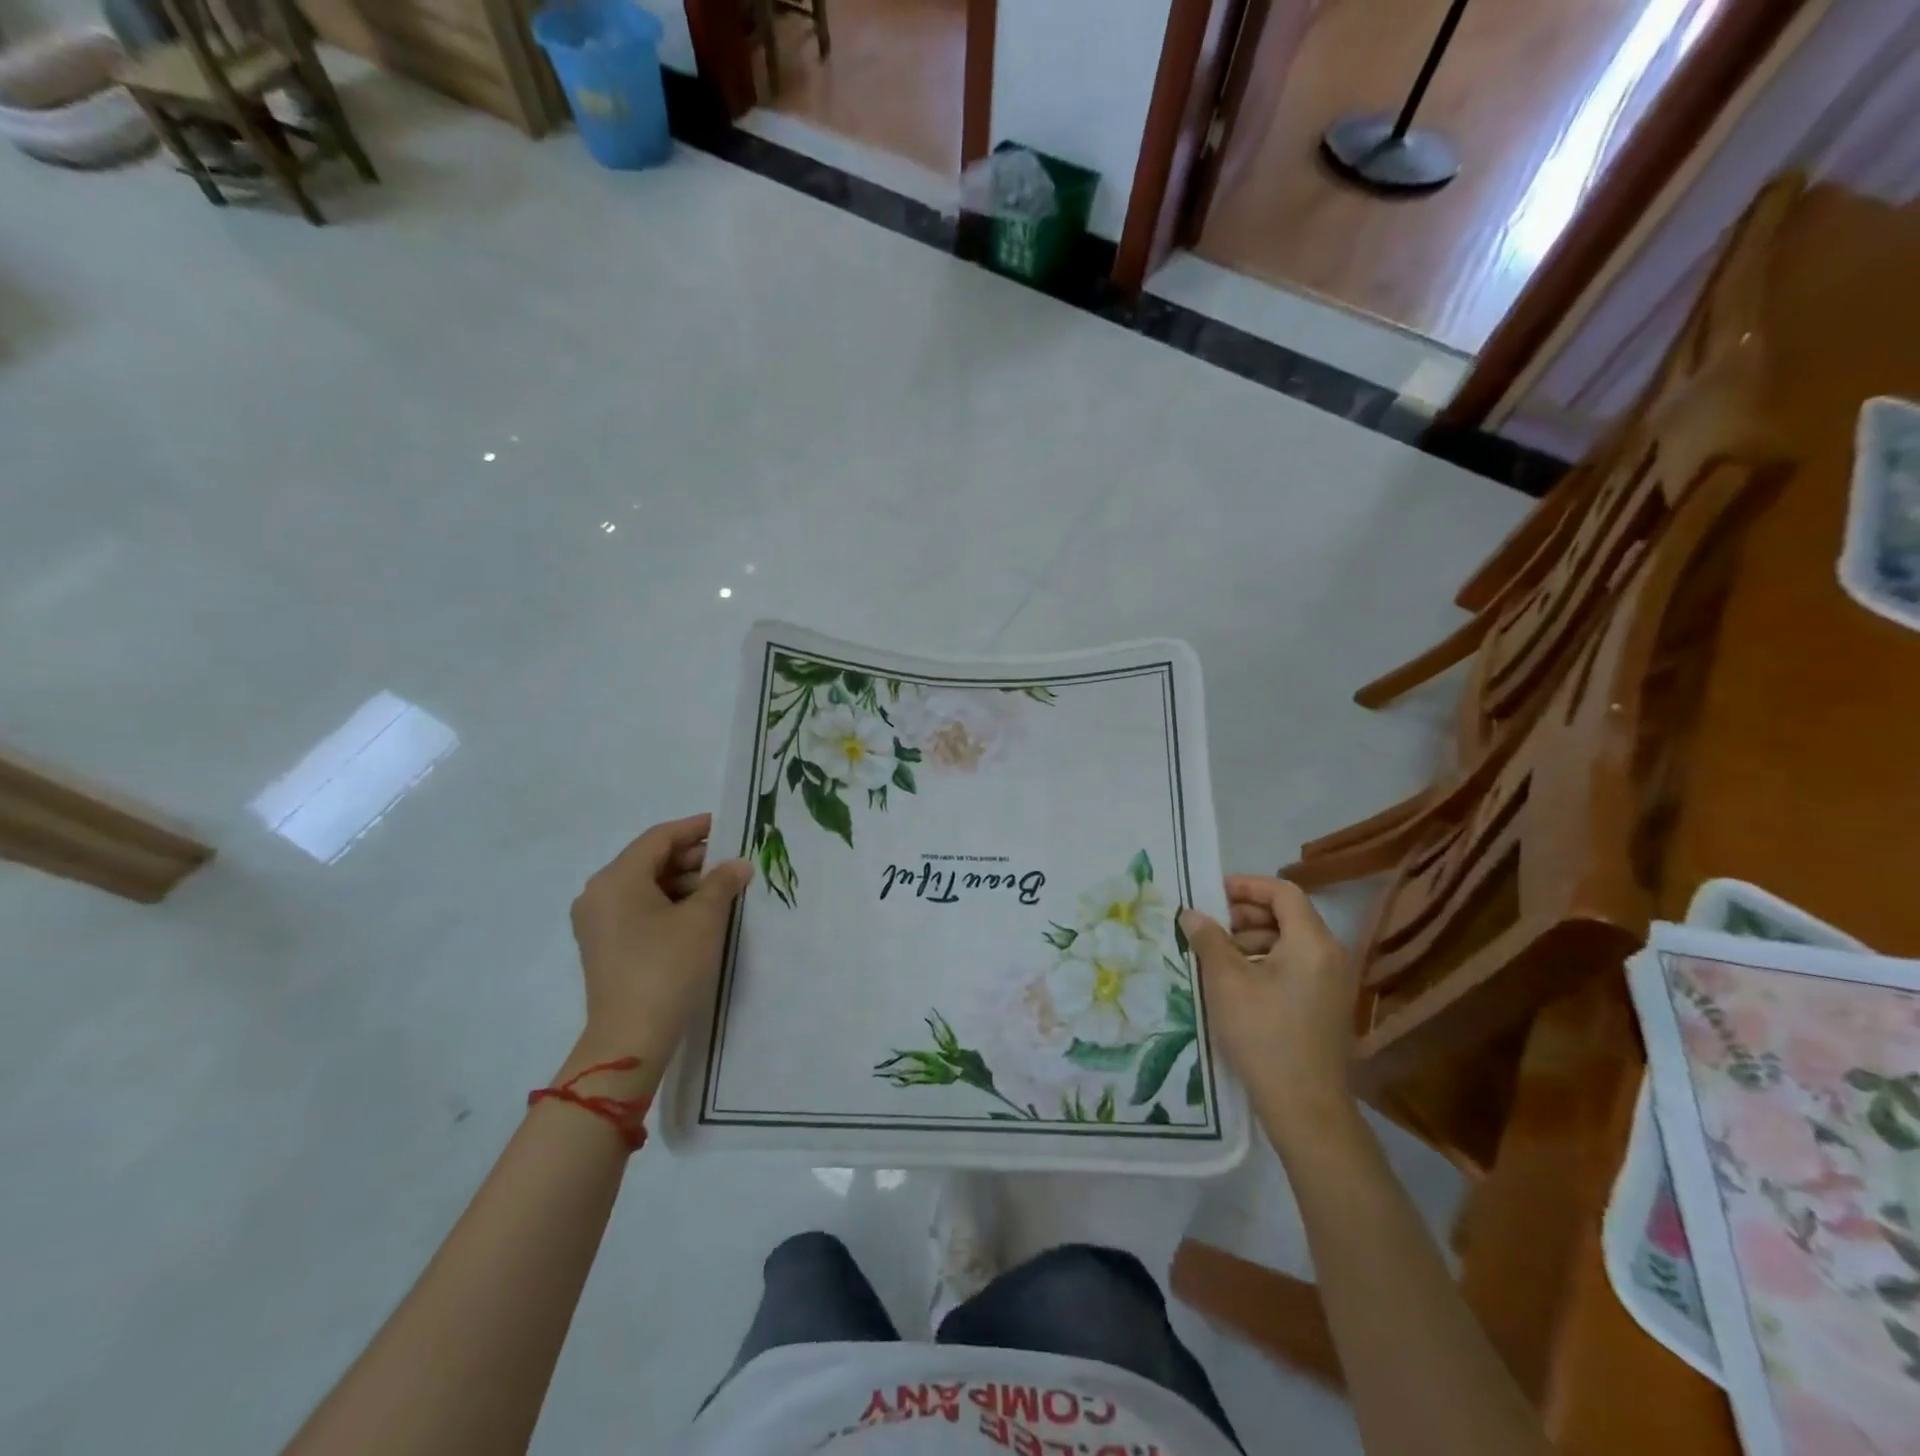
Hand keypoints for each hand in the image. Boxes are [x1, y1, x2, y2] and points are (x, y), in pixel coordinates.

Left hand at [566, 814, 750, 1079]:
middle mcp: (599, 893)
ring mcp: (597, 922)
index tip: (726, 826)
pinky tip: (698, 914)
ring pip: (645, 886)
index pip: (659, 838)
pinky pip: (637, 909)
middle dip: (692, 859)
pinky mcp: (604, 945)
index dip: (694, 829)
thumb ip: (722, 882)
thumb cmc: (668, 967)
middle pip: (650, 860)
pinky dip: (667, 904)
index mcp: (617, 878)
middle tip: (730, 862)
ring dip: (682, 883)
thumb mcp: (703, 919)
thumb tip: (738, 865)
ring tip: (721, 890)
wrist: (631, 1037)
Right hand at [1180, 876, 1357, 1150]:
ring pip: (1290, 942)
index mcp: (1312, 942)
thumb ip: (1208, 940)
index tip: (1212, 893)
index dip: (1246, 886)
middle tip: (1209, 924)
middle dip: (1246, 914)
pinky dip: (1265, 962)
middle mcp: (1330, 955)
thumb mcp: (1226, 982)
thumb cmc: (1264, 1035)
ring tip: (1216, 955)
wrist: (1306, 1108)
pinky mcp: (1326, 1006)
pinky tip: (1236, 982)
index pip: (1282, 892)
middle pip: (1288, 915)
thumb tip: (1192, 914)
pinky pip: (1295, 966)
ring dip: (1252, 939)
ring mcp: (1332, 983)